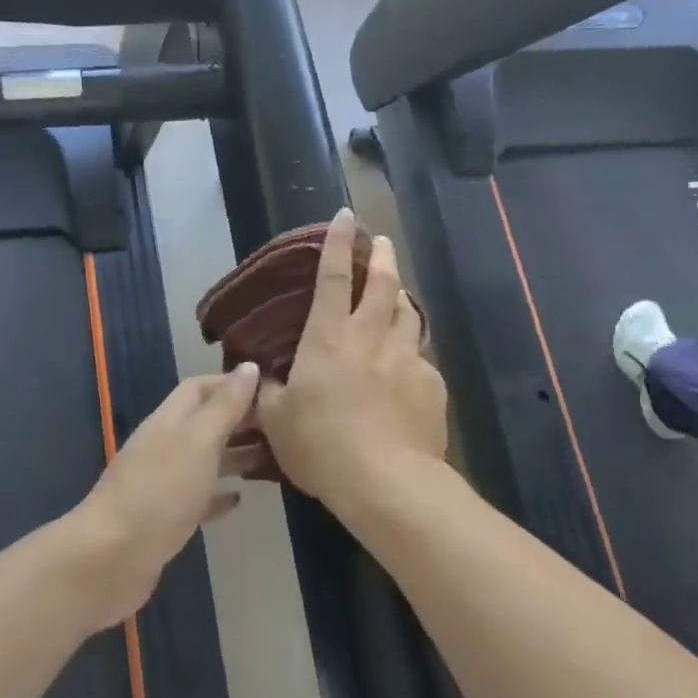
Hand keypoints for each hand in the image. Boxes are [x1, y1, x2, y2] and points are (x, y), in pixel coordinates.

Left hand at [68, 364, 259, 630]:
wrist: (111, 557)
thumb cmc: (160, 491)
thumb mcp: (198, 440)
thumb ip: (225, 406)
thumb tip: (249, 366)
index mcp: (169, 420)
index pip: (200, 388)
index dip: (232, 383)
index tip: (270, 388)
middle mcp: (164, 446)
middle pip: (204, 422)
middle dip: (239, 420)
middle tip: (281, 426)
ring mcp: (161, 483)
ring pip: (203, 460)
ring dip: (234, 455)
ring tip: (273, 458)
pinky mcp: (164, 519)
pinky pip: (197, 498)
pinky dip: (218, 495)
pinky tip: (239, 500)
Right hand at [256, 208, 446, 508]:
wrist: (386, 482)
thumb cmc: (321, 446)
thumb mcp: (277, 421)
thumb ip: (269, 392)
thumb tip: (265, 376)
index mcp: (328, 339)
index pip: (332, 278)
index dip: (337, 244)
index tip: (345, 215)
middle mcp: (371, 338)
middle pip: (383, 284)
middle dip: (382, 256)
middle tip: (383, 241)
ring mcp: (407, 359)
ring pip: (409, 315)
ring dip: (402, 299)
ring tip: (398, 297)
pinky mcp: (432, 385)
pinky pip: (421, 359)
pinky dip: (411, 354)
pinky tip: (406, 371)